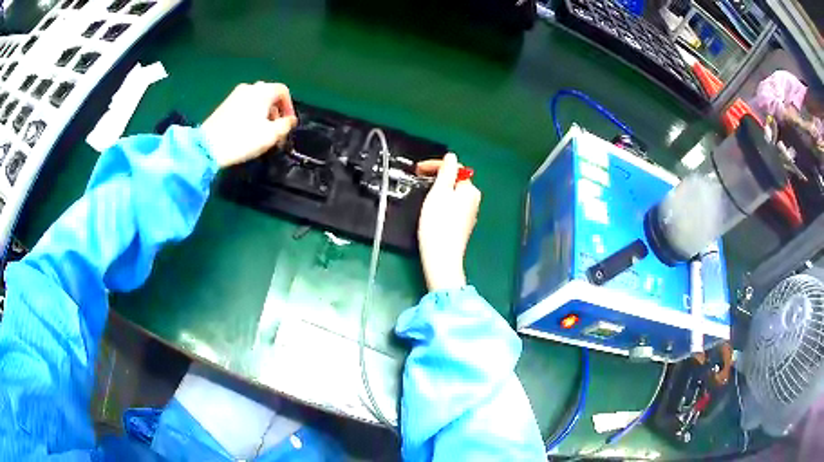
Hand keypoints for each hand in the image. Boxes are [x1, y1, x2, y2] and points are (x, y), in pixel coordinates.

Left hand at [201, 82, 297, 167]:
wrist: (209, 146)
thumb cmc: (244, 138)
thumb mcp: (271, 135)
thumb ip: (285, 125)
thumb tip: (290, 120)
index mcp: (263, 90)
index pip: (283, 91)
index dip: (289, 107)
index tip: (288, 124)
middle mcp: (250, 87)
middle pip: (269, 94)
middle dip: (276, 111)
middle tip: (276, 129)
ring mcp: (235, 94)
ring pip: (256, 99)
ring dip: (263, 113)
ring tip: (261, 131)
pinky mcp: (225, 104)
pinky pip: (244, 104)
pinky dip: (251, 113)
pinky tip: (247, 130)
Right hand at [416, 153, 480, 291]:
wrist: (441, 257)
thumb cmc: (438, 224)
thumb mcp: (439, 192)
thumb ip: (446, 171)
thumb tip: (451, 157)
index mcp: (470, 190)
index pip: (455, 168)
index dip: (436, 165)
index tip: (419, 169)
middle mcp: (473, 201)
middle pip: (454, 181)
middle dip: (437, 178)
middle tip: (419, 180)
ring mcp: (469, 215)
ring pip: (452, 194)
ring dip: (438, 191)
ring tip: (423, 195)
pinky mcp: (461, 226)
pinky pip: (451, 207)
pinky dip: (441, 204)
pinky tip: (430, 211)